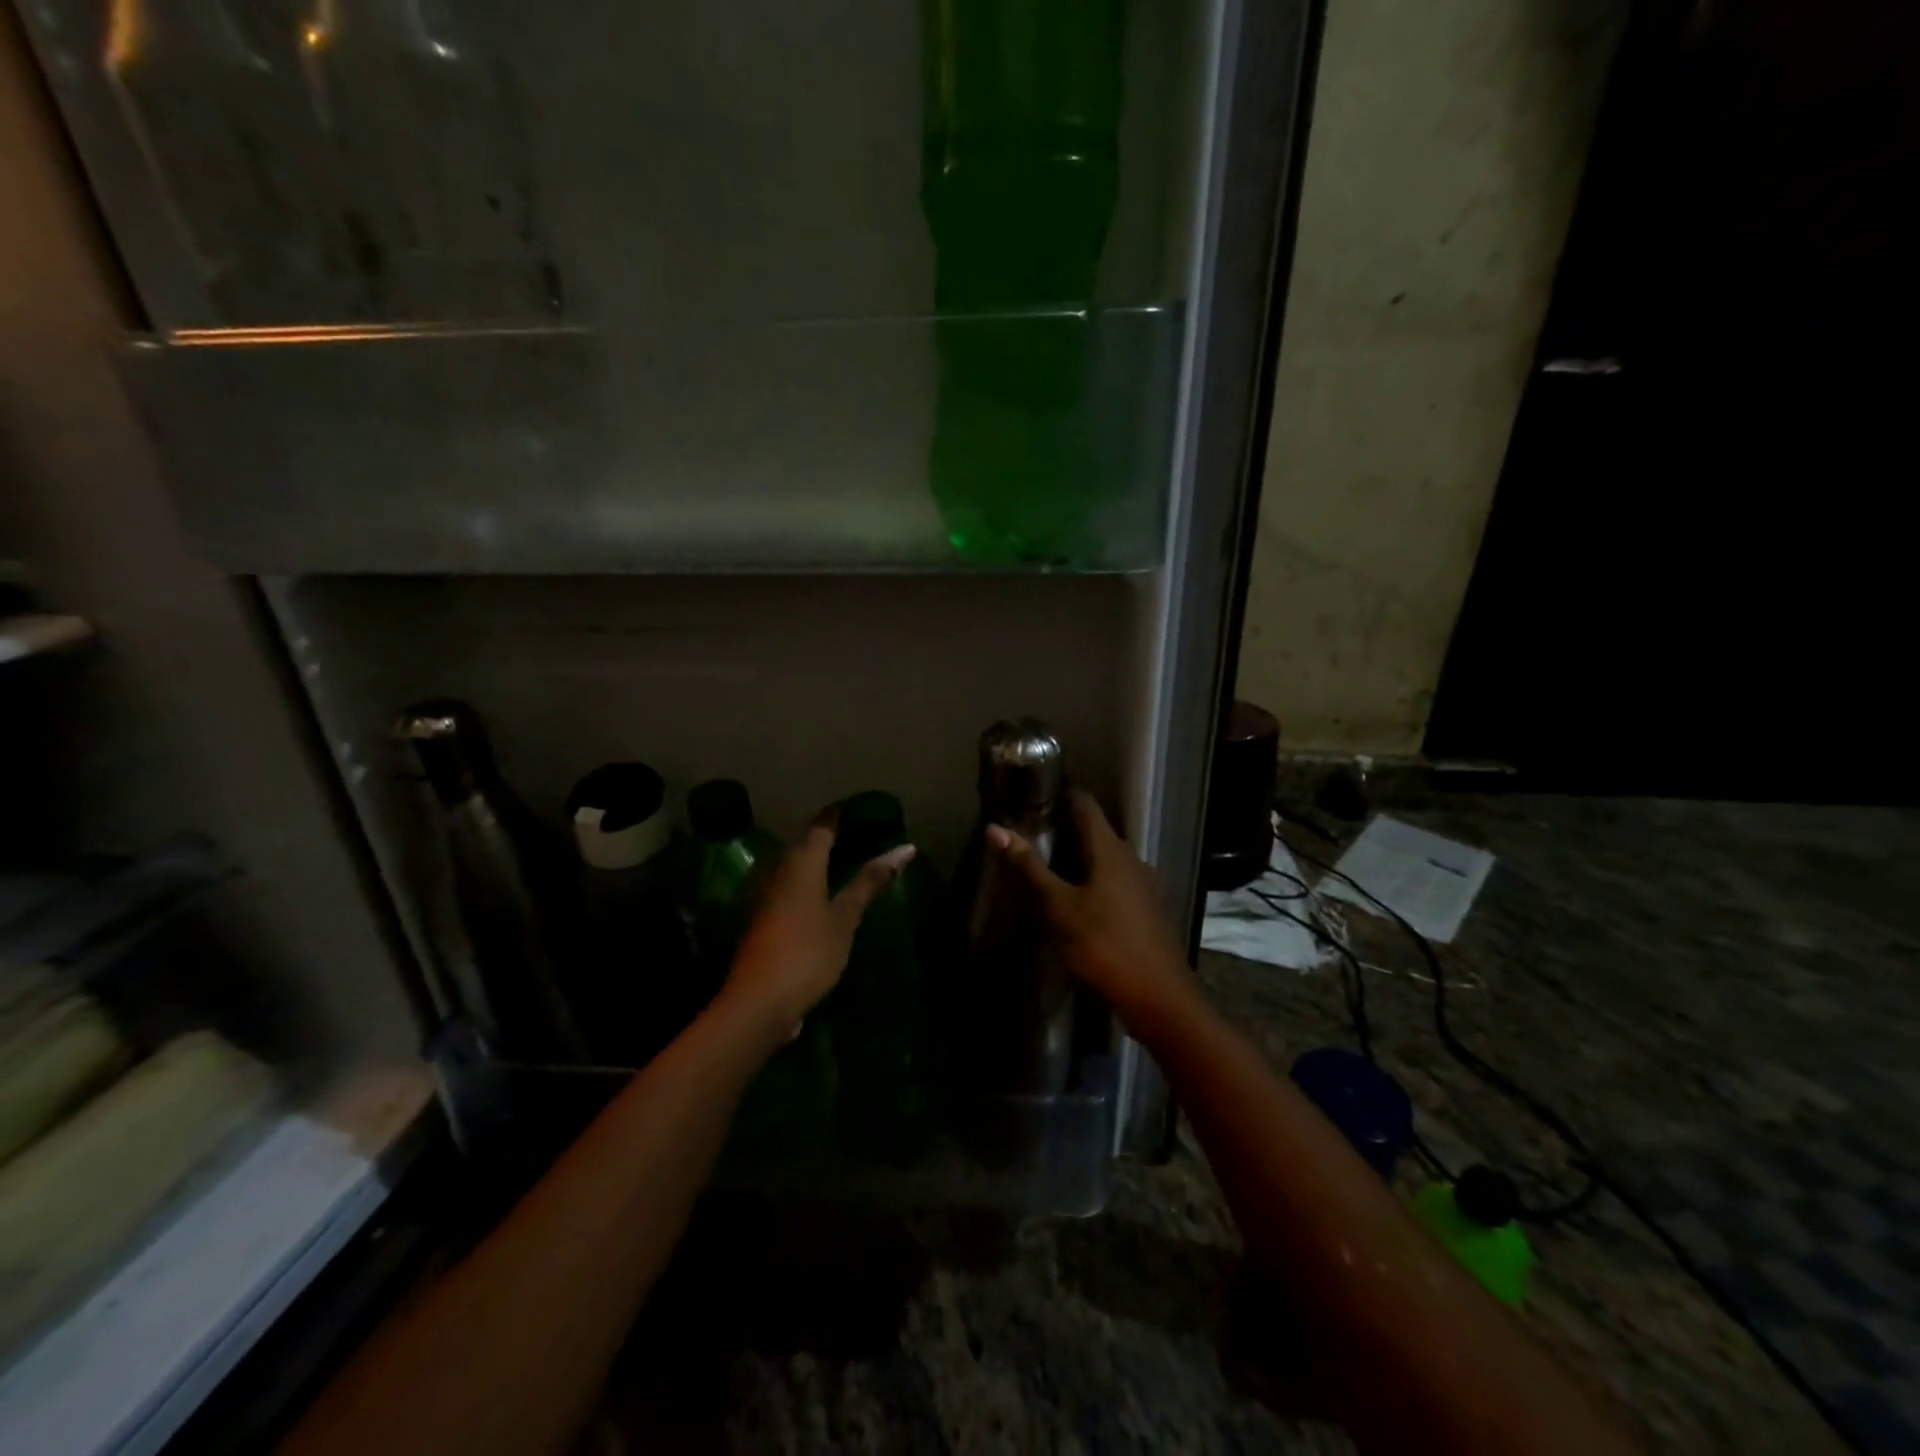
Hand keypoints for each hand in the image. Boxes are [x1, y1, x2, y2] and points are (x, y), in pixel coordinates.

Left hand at [720, 810, 915, 1039]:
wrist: (757, 1003)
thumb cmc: (808, 953)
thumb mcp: (845, 918)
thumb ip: (869, 881)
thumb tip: (905, 847)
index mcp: (801, 862)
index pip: (823, 825)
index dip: (841, 815)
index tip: (864, 810)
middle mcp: (778, 870)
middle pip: (806, 843)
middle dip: (832, 837)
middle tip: (864, 837)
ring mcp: (765, 895)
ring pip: (795, 866)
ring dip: (819, 861)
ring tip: (849, 865)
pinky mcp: (761, 918)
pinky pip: (788, 887)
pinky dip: (809, 884)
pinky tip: (825, 898)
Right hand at [986, 789, 1191, 1024]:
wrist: (1158, 997)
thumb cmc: (1104, 945)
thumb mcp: (1059, 907)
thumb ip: (1029, 867)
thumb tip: (995, 828)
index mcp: (1110, 849)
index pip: (1085, 804)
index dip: (1060, 794)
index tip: (1032, 796)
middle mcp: (1131, 858)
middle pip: (1096, 830)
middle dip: (1065, 827)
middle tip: (1031, 832)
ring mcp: (1143, 884)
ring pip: (1107, 857)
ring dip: (1080, 855)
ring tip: (1048, 864)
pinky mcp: (1147, 908)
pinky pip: (1116, 879)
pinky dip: (1094, 878)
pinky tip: (1077, 898)